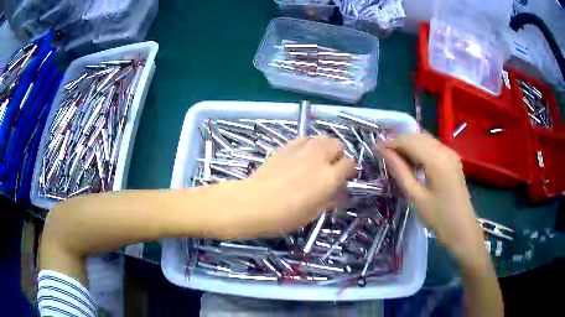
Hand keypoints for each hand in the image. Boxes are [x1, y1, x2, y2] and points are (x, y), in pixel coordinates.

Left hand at [219, 136, 355, 238]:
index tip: (345, 177)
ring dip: (324, 147)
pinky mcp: (285, 147)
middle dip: (338, 154)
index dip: (350, 170)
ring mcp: (301, 151)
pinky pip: (303, 138)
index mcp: (329, 178)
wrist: (252, 204)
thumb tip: (339, 193)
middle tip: (331, 167)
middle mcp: (318, 159)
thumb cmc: (284, 216)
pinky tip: (300, 155)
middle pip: (337, 144)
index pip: (349, 163)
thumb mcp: (312, 214)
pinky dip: (307, 144)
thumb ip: (329, 200)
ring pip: (321, 137)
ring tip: (317, 159)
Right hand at [378, 133, 484, 261]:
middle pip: (418, 136)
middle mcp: (445, 150)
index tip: (375, 148)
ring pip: (425, 140)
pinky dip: (419, 149)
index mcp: (437, 160)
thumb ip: (400, 171)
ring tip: (393, 156)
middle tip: (382, 153)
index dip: (391, 142)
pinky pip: (433, 147)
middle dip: (399, 141)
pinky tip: (411, 160)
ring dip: (408, 144)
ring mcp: (451, 154)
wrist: (462, 230)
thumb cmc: (439, 218)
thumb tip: (384, 153)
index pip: (409, 141)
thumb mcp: (416, 197)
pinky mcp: (452, 160)